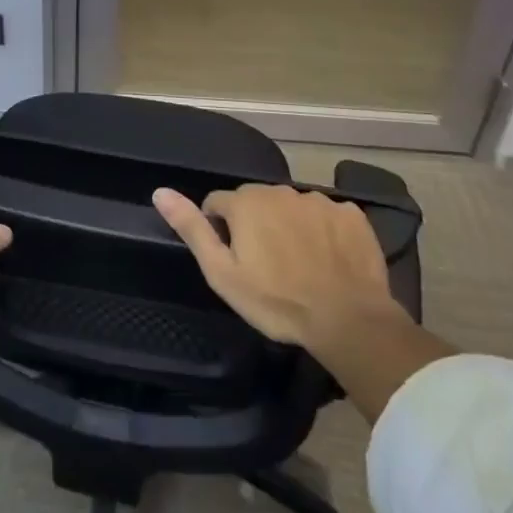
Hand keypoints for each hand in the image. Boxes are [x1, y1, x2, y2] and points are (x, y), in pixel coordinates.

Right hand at [153, 184, 403, 364]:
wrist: (349, 321)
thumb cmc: (277, 301)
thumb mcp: (222, 273)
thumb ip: (192, 228)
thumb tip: (160, 191)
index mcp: (246, 201)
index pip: (218, 204)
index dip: (221, 230)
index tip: (234, 260)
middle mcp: (280, 190)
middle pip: (256, 202)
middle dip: (255, 225)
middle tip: (267, 266)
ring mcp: (319, 200)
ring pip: (292, 208)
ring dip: (290, 226)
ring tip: (300, 264)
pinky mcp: (352, 214)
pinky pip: (328, 216)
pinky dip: (324, 231)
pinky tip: (330, 259)